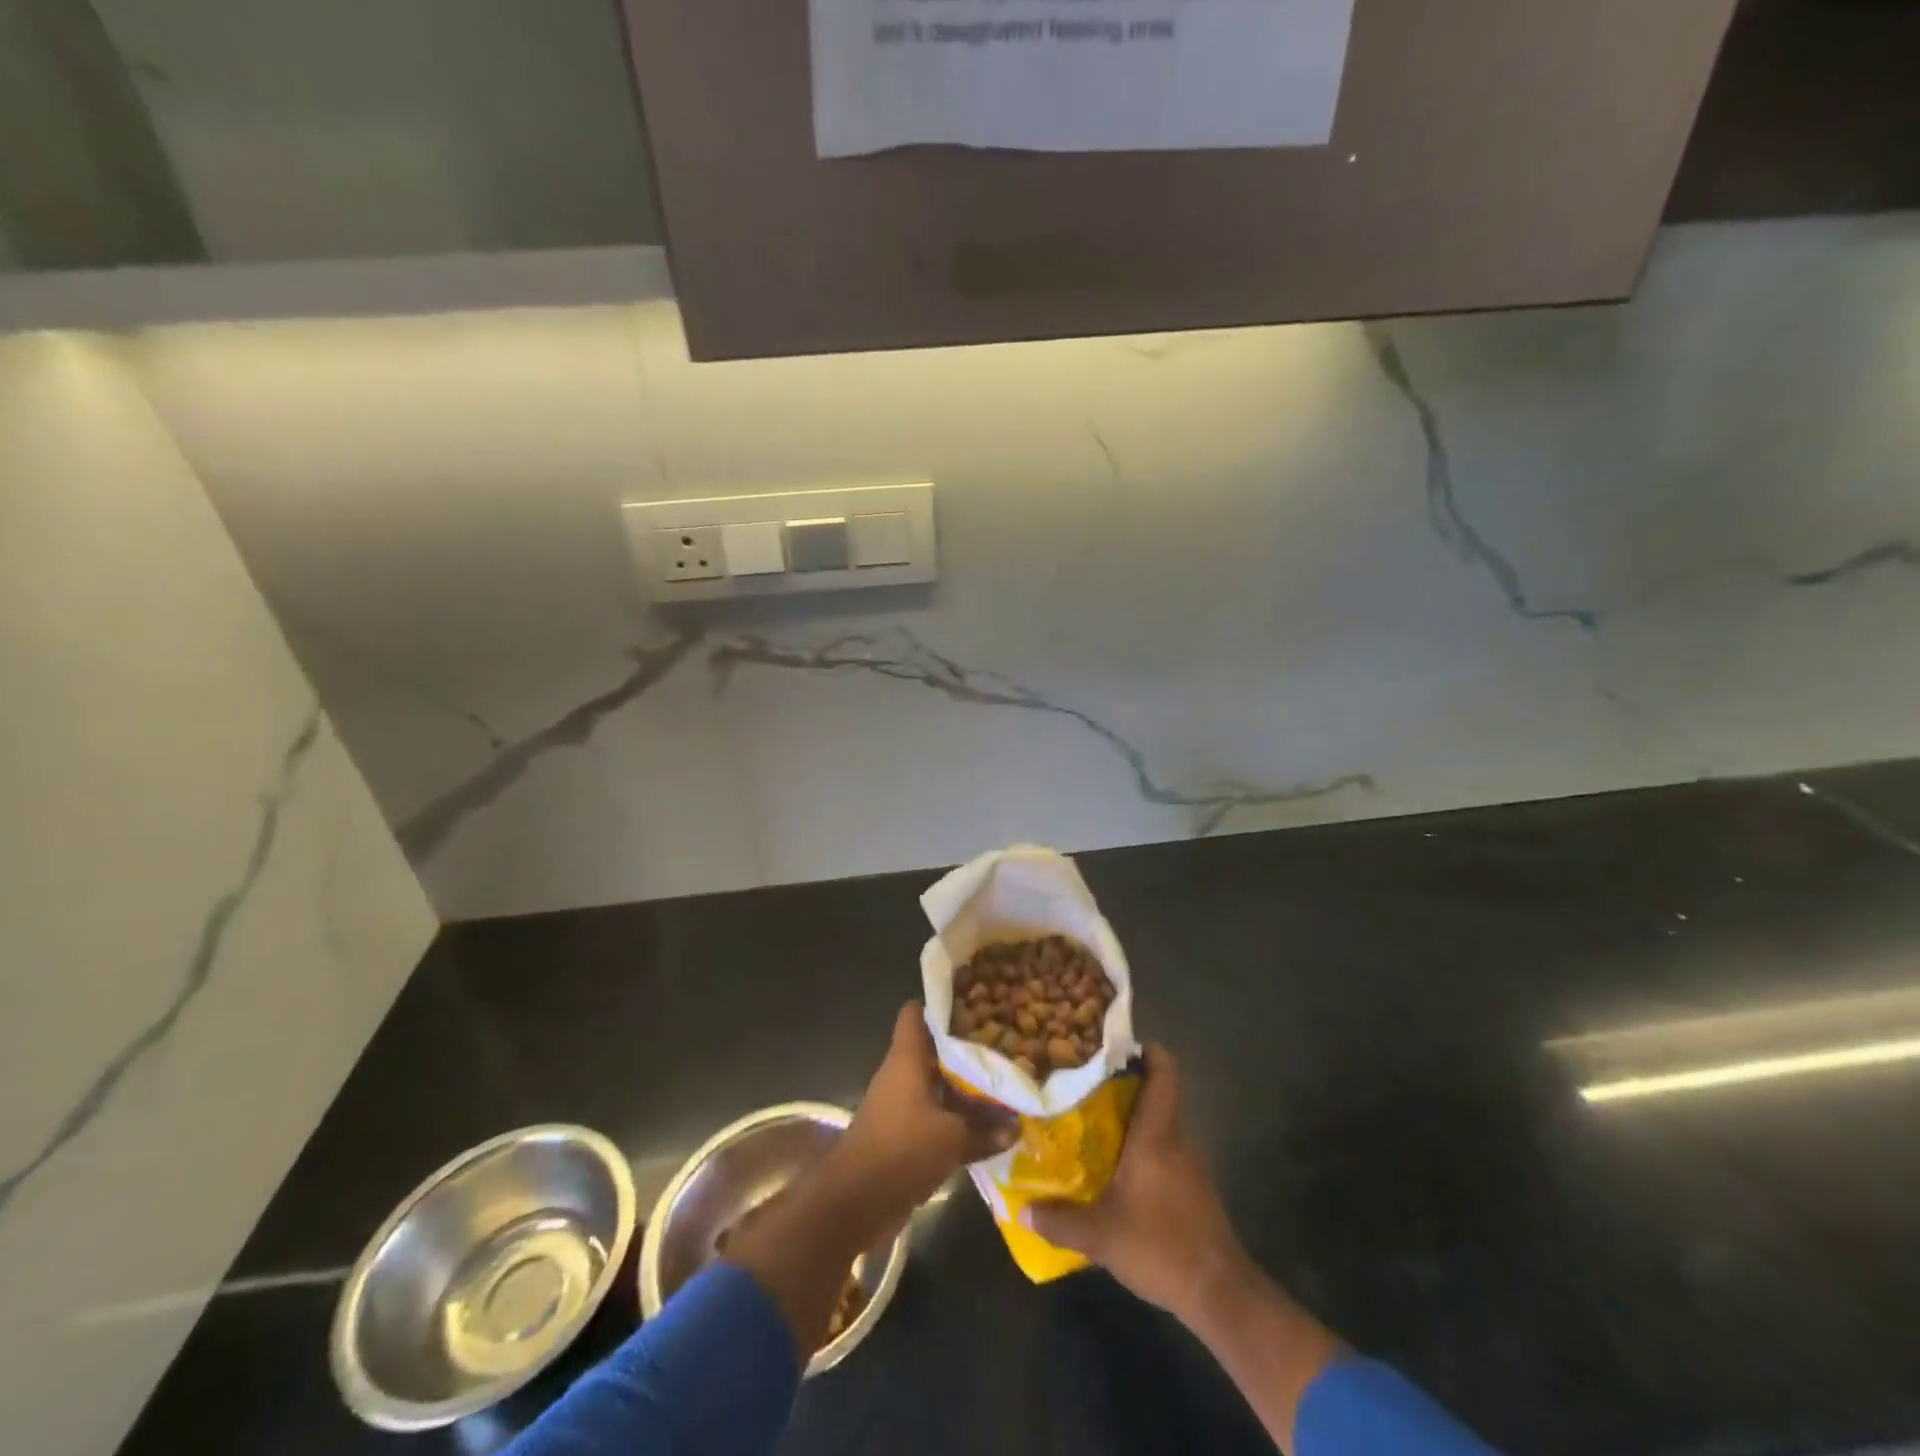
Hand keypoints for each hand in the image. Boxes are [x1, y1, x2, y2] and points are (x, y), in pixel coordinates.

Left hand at [834, 1002, 1016, 1227]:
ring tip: (999, 1081)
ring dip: (960, 1086)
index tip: (973, 1003)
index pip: (915, 1013)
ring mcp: (898, 1104)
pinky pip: (931, 1114)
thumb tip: (1016, 1127)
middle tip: (1000, 1043)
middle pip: (931, 1048)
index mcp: (906, 1058)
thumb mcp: (952, 1139)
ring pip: (934, 1083)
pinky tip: (982, 1124)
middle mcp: (900, 1074)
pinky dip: (952, 1117)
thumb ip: (985, 1130)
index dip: (941, 1004)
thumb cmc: (902, 1150)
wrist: (855, 1202)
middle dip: (962, 1047)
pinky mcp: (900, 1134)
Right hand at [1022, 1046, 1248, 1323]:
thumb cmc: (1161, 1246)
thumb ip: (1059, 1221)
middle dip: (1122, 1086)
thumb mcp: (1101, 1236)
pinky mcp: (1193, 1188)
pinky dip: (1140, 1149)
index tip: (1116, 1047)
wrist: (1220, 1294)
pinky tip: (1114, 1170)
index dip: (1148, 1051)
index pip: (1165, 1072)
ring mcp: (1189, 1164)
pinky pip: (1164, 1151)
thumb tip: (1021, 1210)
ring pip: (1158, 1124)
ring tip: (1089, 1125)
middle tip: (1082, 1086)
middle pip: (1155, 1094)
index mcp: (1157, 1134)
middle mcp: (1176, 1139)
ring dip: (1130, 1120)